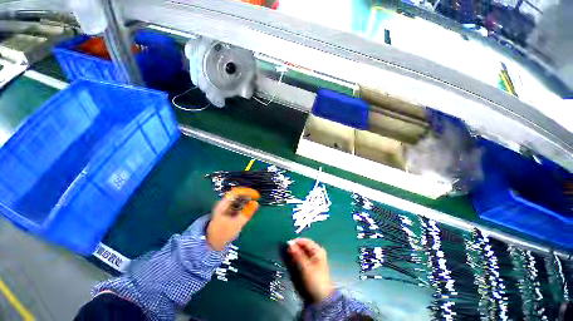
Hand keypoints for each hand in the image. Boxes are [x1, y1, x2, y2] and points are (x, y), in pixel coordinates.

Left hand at [206, 188, 258, 250]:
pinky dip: (244, 204)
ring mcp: (225, 208)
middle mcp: (223, 204)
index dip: (247, 192)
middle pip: (236, 194)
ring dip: (246, 199)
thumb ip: (247, 213)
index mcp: (223, 204)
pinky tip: (248, 208)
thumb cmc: (223, 234)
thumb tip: (256, 203)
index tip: (256, 195)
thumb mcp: (236, 224)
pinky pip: (237, 204)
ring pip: (237, 199)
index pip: (236, 192)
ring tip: (253, 202)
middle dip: (247, 195)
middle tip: (256, 198)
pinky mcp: (227, 212)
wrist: (211, 244)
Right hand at [288, 238, 334, 302]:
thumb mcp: (304, 266)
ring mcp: (313, 259)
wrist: (320, 300)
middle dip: (294, 249)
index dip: (295, 242)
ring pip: (301, 253)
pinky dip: (296, 260)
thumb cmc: (313, 281)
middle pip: (302, 246)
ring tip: (288, 260)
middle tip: (286, 254)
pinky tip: (292, 264)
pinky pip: (301, 259)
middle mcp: (316, 252)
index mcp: (317, 250)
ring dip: (294, 255)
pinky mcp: (310, 266)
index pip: (304, 241)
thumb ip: (296, 254)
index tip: (286, 246)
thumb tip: (289, 243)